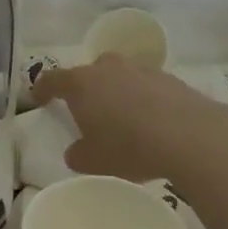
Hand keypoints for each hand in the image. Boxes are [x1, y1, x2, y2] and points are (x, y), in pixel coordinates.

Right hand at [34, 55, 227, 182]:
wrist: (189, 135)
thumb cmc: (129, 146)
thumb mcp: (93, 161)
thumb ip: (78, 154)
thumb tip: (76, 150)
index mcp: (81, 83)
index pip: (52, 79)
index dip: (43, 89)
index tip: (38, 98)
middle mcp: (107, 67)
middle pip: (89, 74)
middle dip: (86, 91)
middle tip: (88, 114)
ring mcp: (139, 69)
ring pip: (119, 78)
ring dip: (117, 94)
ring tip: (124, 122)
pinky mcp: (167, 77)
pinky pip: (145, 86)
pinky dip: (143, 100)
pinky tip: (152, 124)